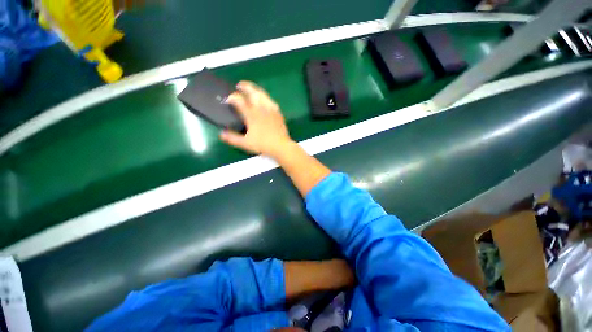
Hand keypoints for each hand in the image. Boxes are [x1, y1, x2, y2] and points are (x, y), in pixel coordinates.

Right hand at [220, 81, 294, 158]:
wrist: (280, 146)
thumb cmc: (263, 144)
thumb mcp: (245, 143)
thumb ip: (232, 138)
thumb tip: (221, 133)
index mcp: (251, 115)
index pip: (239, 100)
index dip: (232, 97)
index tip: (228, 99)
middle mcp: (261, 108)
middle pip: (252, 92)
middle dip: (244, 86)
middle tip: (239, 85)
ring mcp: (271, 109)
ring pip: (262, 94)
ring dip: (255, 89)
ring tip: (251, 89)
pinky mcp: (278, 112)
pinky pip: (270, 100)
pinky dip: (265, 97)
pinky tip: (264, 99)